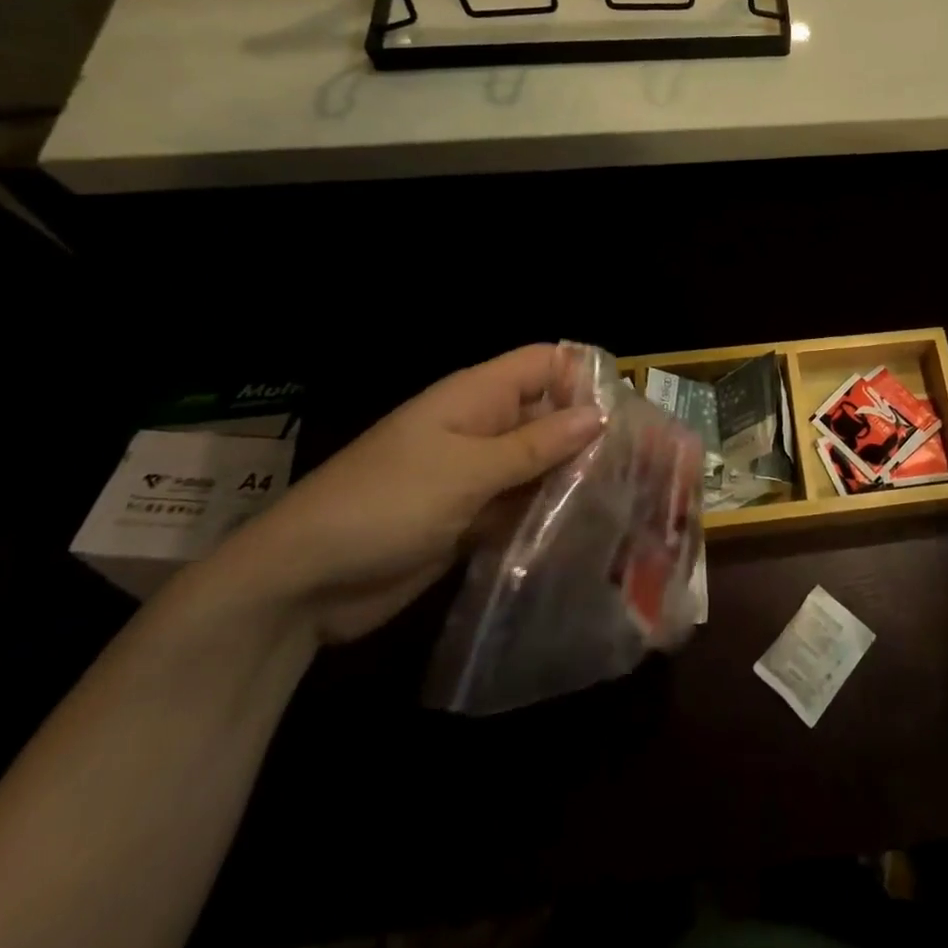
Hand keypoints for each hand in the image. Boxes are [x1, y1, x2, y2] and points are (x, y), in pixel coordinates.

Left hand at [200, 345, 605, 644]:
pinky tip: (589, 531)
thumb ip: (535, 445)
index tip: (629, 409)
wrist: (302, 584)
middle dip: (591, 432)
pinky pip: (522, 505)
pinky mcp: (472, 517)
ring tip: (630, 498)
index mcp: (476, 396)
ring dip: (575, 477)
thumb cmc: (384, 505)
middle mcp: (482, 427)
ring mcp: (477, 474)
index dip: (584, 375)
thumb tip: (599, 415)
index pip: (544, 363)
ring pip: (540, 463)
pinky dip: (550, 514)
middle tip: (645, 461)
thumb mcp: (465, 470)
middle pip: (549, 414)